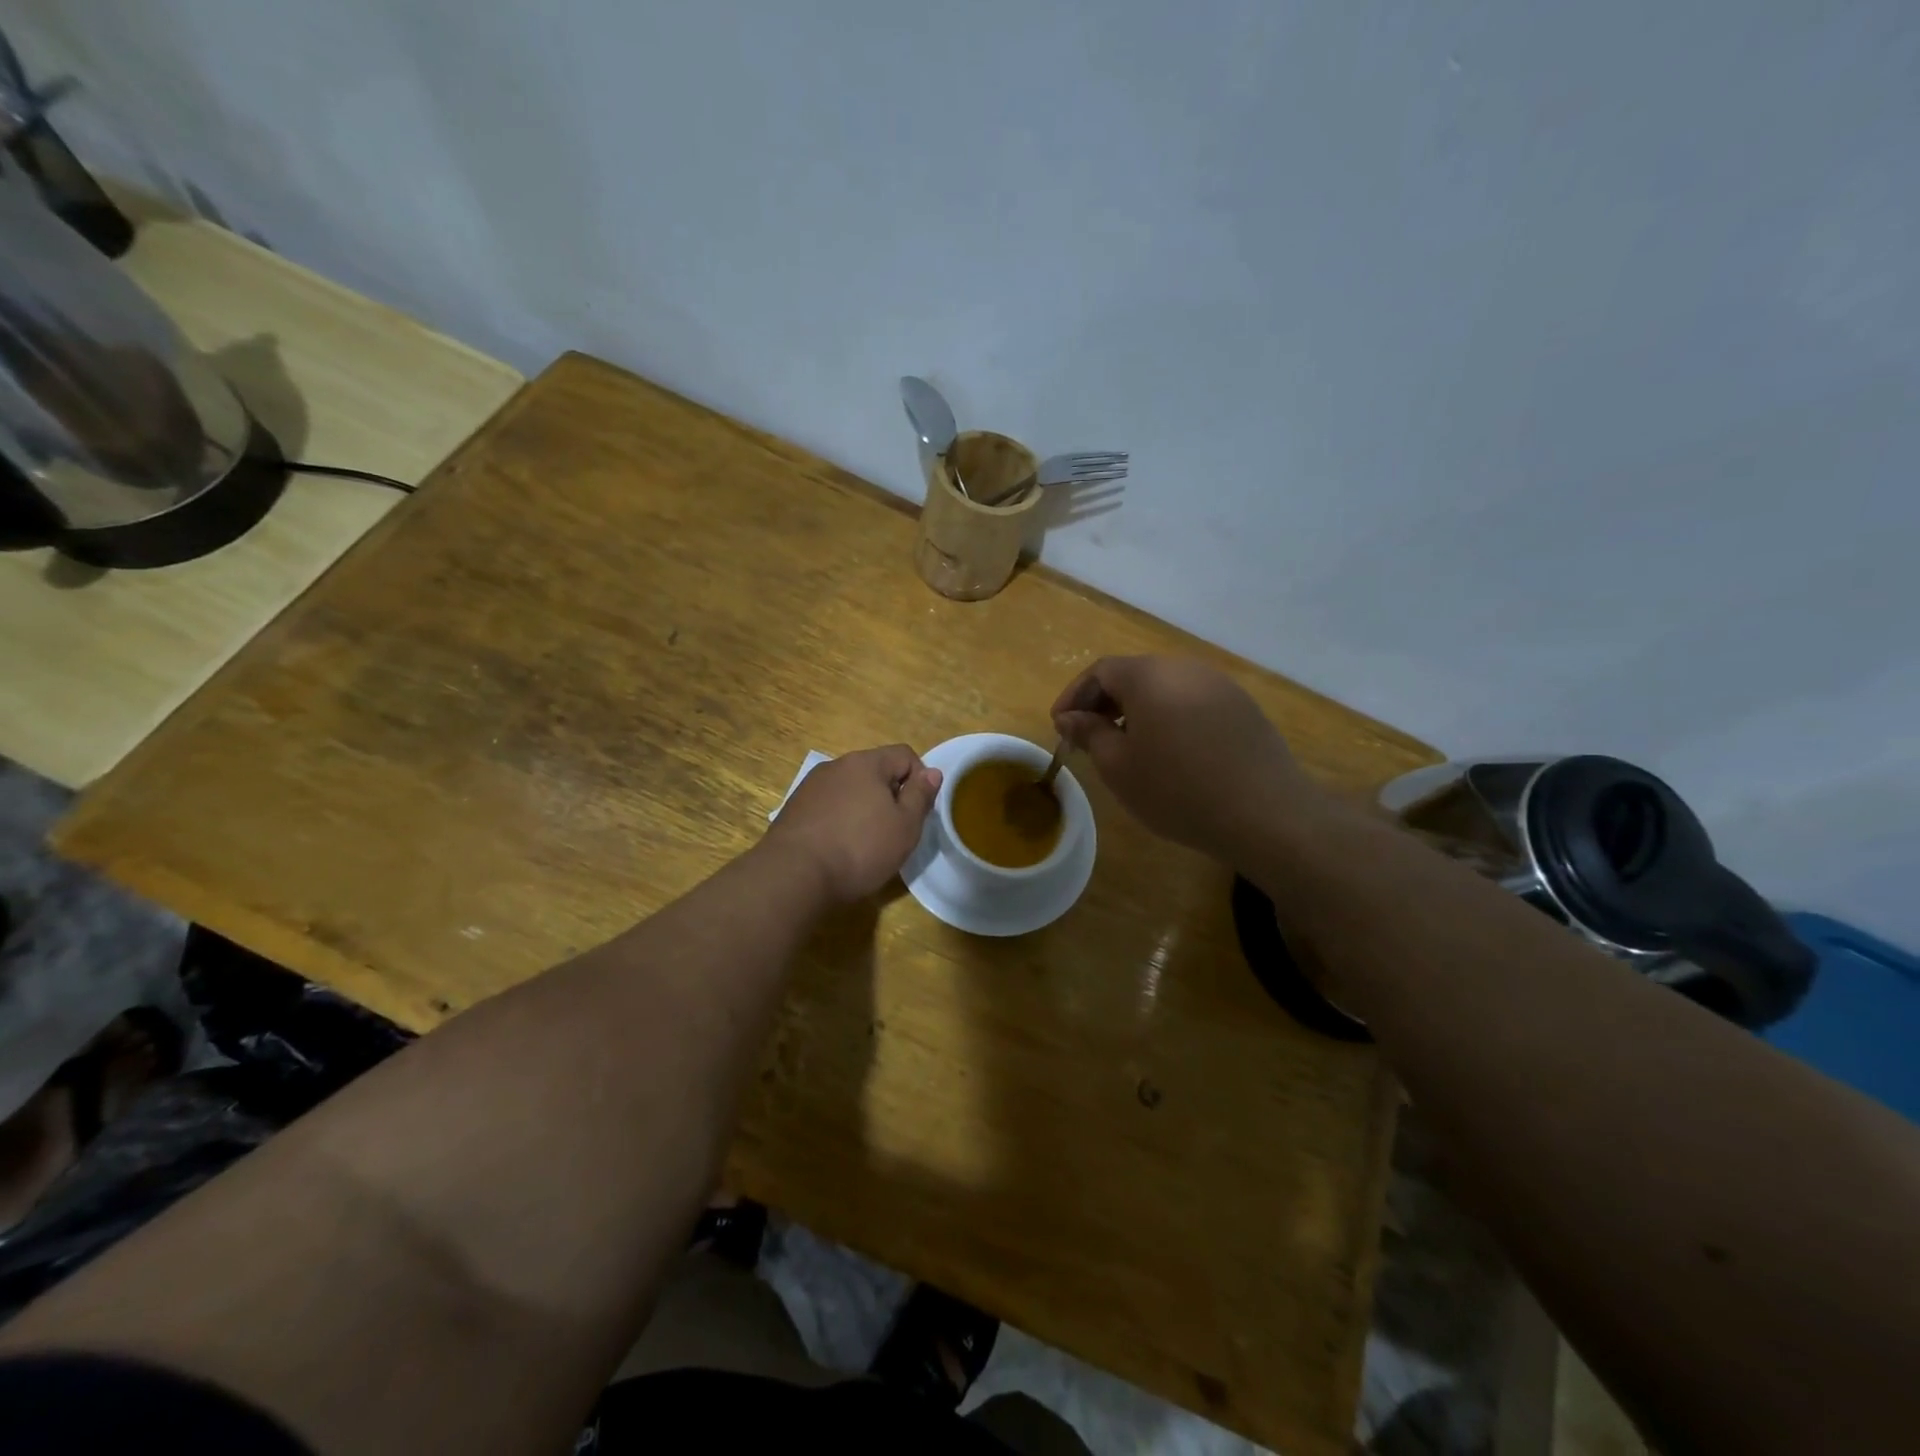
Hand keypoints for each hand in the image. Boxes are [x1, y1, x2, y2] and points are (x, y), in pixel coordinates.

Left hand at [763, 745, 942, 904]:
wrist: (794, 876)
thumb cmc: (859, 848)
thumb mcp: (905, 826)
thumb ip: (920, 796)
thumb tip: (931, 772)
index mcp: (866, 763)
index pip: (904, 755)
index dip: (919, 779)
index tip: (918, 811)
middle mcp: (836, 765)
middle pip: (875, 771)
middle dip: (890, 795)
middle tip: (895, 830)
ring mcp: (810, 786)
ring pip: (849, 789)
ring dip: (863, 808)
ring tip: (865, 843)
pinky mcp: (793, 809)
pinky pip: (828, 806)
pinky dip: (839, 820)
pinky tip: (838, 848)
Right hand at [1052, 655, 1321, 861]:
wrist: (1266, 814)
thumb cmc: (1178, 790)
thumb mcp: (1119, 766)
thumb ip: (1090, 733)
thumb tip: (1071, 717)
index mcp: (1150, 676)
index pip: (1100, 671)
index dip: (1074, 696)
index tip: (1060, 727)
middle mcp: (1185, 668)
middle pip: (1134, 675)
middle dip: (1104, 702)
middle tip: (1087, 738)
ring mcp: (1219, 685)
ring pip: (1164, 688)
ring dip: (1136, 711)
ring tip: (1125, 746)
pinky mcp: (1242, 707)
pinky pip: (1191, 702)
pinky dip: (1168, 718)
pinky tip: (1168, 752)